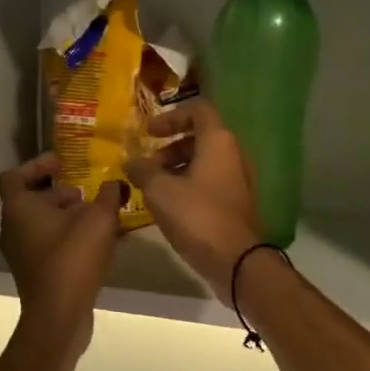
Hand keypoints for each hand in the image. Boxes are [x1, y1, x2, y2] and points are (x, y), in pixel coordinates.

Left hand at [0, 153, 123, 355]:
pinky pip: (46, 244)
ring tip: (96, 217)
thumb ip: (109, 195)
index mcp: (19, 208)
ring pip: (39, 223)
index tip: (62, 164)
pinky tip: (95, 243)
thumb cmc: (72, 259)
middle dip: (58, 193)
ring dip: (64, 216)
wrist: (58, 316)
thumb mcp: (100, 220)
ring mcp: (19, 252)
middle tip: (85, 193)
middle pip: (29, 199)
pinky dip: (65, 237)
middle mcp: (12, 228)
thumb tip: (116, 183)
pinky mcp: (32, 272)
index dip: (36, 165)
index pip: (13, 175)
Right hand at [126, 102, 262, 305]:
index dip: (170, 117)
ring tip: (153, 188)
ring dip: (177, 168)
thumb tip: (131, 161)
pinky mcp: (237, 202)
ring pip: (205, 162)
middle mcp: (234, 154)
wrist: (235, 260)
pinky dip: (189, 184)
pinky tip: (170, 205)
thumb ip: (142, 170)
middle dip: (169, 148)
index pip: (197, 110)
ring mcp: (239, 179)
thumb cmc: (196, 216)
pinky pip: (211, 181)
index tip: (149, 133)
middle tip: (147, 166)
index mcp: (218, 141)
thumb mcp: (159, 190)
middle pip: (200, 137)